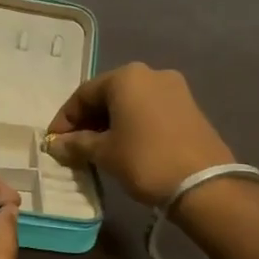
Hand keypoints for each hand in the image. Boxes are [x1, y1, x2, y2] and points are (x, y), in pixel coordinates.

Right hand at [45, 63, 234, 204]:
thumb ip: (76, 144)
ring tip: (97, 149)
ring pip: (130, 103)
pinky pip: (149, 110)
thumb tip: (56, 144)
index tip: (53, 142)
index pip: (83, 94)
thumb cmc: (145, 160)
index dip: (64, 119)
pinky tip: (125, 146)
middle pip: (108, 95)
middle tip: (73, 146)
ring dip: (110, 123)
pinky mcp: (189, 107)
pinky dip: (132, 125)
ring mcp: (174, 89)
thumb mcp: (104, 153)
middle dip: (87, 120)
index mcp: (126, 77)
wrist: (205, 184)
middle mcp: (150, 74)